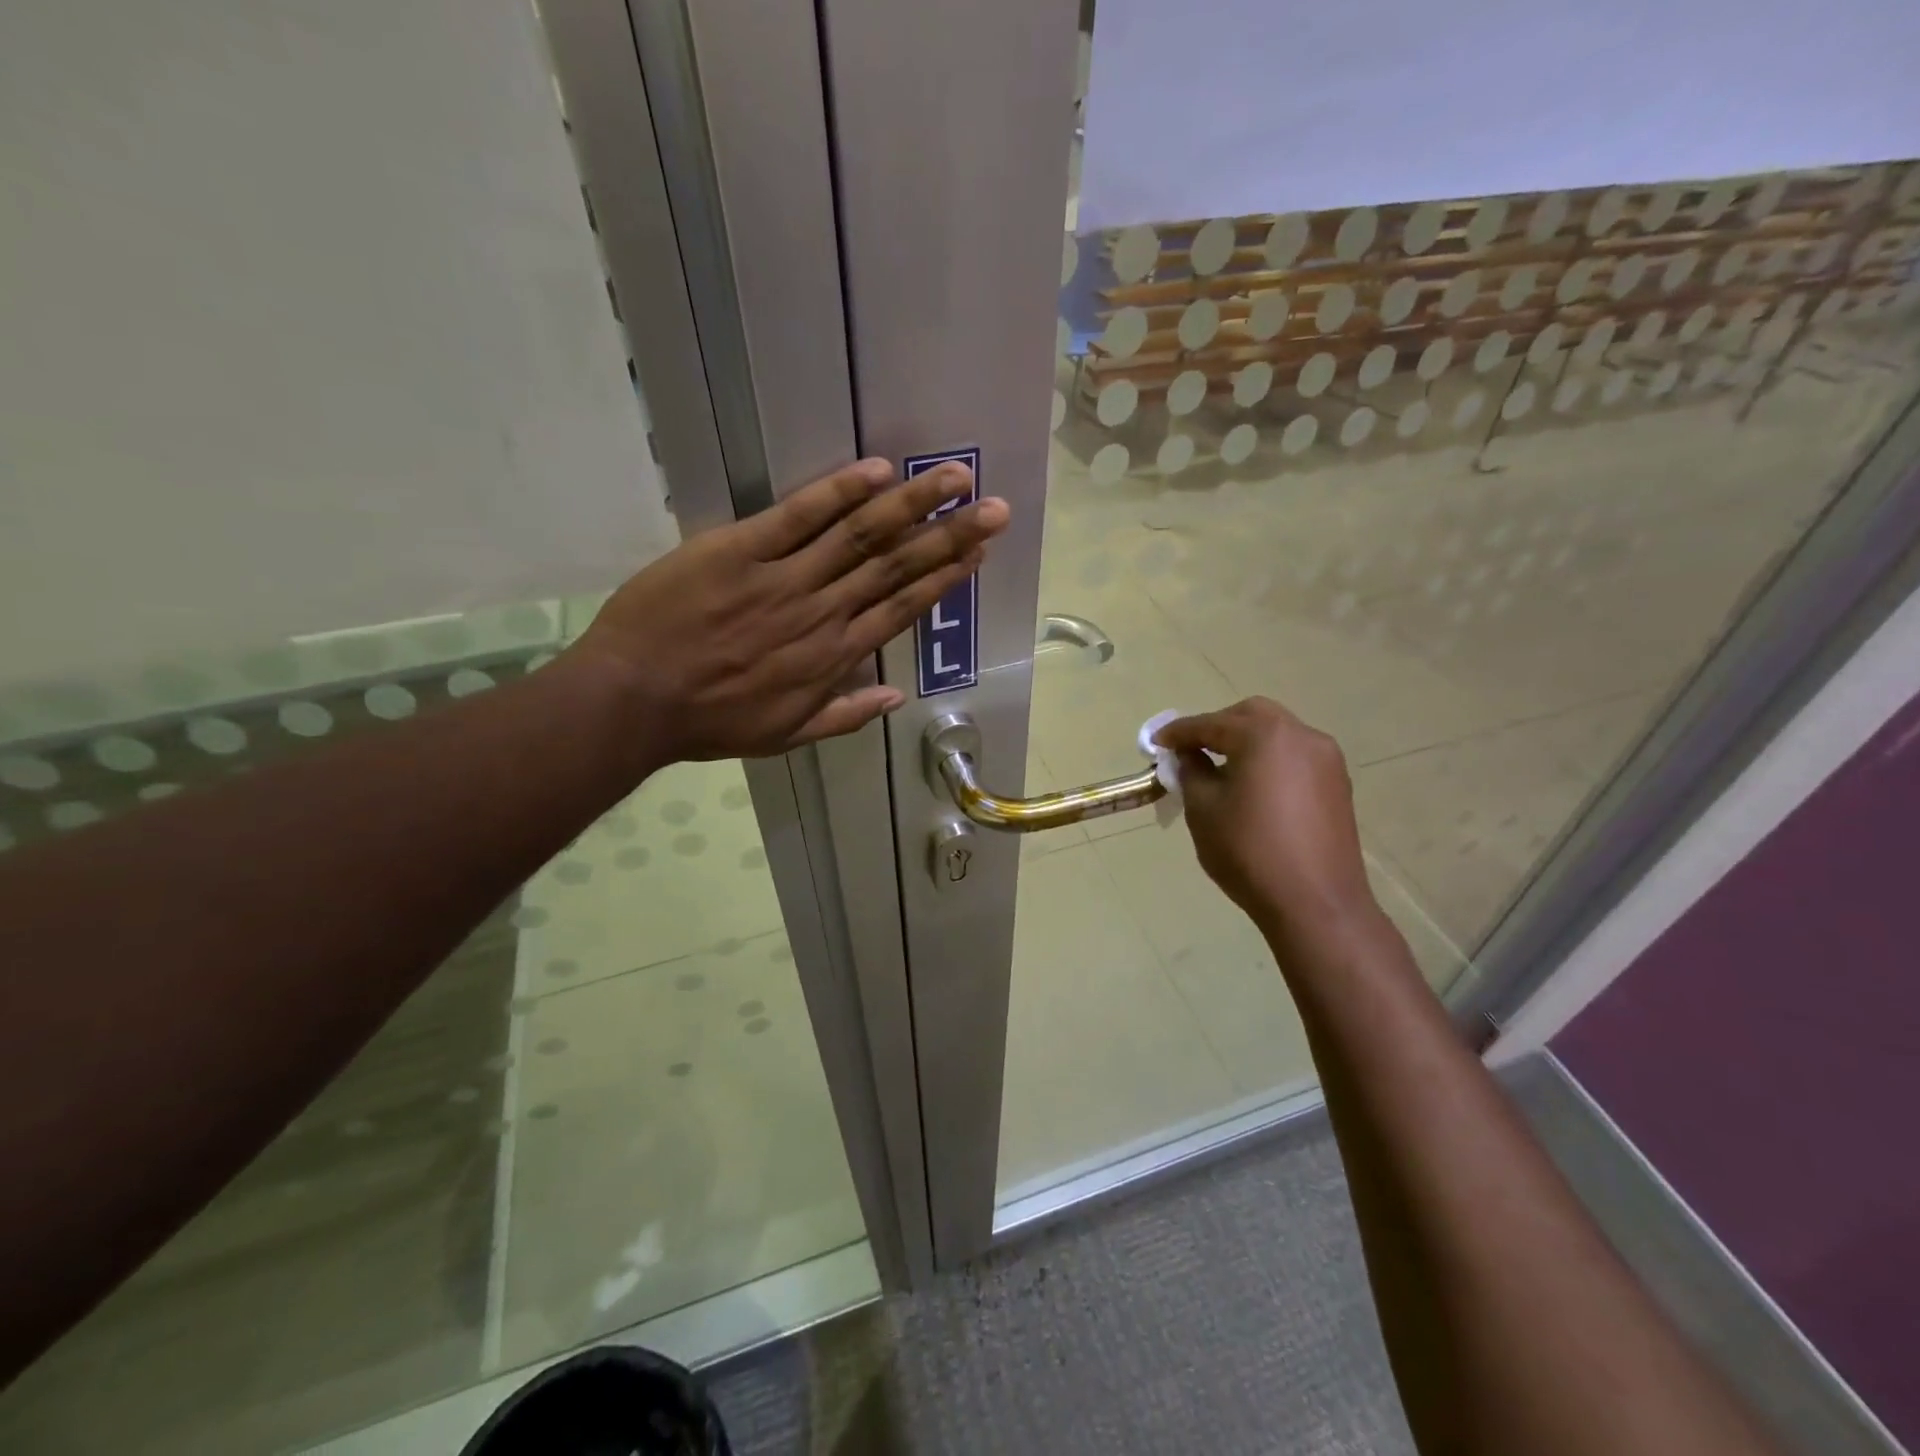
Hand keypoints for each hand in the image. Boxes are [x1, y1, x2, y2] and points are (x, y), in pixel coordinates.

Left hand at [568, 457, 1006, 762]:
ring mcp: (784, 577)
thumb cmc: (711, 721)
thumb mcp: (785, 735)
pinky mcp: (740, 549)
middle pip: (897, 566)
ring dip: (912, 504)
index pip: (902, 608)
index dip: (945, 578)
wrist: (635, 699)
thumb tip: (896, 697)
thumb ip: (845, 715)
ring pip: (860, 535)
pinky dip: (837, 492)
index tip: (979, 553)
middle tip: (994, 508)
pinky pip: (797, 516)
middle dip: (950, 535)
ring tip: (954, 478)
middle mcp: (823, 612)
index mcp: (834, 656)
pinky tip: (876, 470)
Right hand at [1154, 697, 1380, 953]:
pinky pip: (1295, 758)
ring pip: (1277, 734)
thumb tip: (1190, 756)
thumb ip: (1192, 772)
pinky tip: (1253, 787)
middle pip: (1251, 716)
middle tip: (1191, 750)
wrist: (1316, 903)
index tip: (1156, 743)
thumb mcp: (1203, 809)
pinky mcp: (1337, 785)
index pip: (1211, 724)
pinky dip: (1269, 760)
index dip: (1179, 733)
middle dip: (1218, 728)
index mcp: (1264, 735)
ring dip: (1246, 742)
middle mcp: (1301, 735)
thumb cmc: (1250, 852)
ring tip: (1221, 770)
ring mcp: (1326, 760)